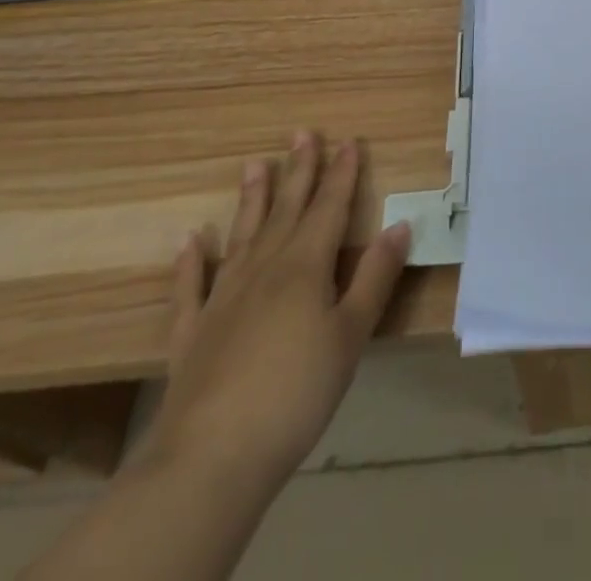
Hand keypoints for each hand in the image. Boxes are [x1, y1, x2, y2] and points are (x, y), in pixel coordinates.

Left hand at [142, 134, 412, 496]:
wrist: (212, 457)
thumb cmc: (297, 392)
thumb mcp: (351, 335)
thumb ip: (375, 276)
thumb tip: (400, 225)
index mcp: (305, 266)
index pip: (329, 207)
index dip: (342, 173)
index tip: (349, 140)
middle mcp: (264, 268)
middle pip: (286, 210)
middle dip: (299, 171)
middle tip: (302, 133)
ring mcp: (223, 298)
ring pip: (242, 235)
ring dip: (251, 199)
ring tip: (254, 164)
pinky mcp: (193, 332)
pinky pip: (191, 287)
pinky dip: (190, 262)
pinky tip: (190, 240)